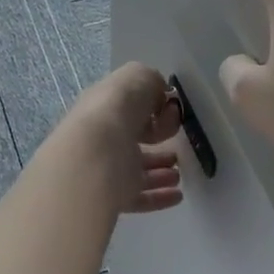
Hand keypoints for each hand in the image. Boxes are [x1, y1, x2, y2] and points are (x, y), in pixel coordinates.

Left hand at [60, 63, 184, 214]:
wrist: (96, 152)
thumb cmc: (117, 108)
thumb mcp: (138, 76)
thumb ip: (152, 82)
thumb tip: (161, 96)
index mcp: (104, 106)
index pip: (127, 107)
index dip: (150, 107)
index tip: (170, 111)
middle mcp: (103, 136)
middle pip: (131, 139)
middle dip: (155, 140)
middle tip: (175, 142)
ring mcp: (107, 168)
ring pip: (136, 170)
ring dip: (159, 172)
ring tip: (177, 172)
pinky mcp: (113, 195)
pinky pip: (140, 197)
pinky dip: (160, 197)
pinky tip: (177, 195)